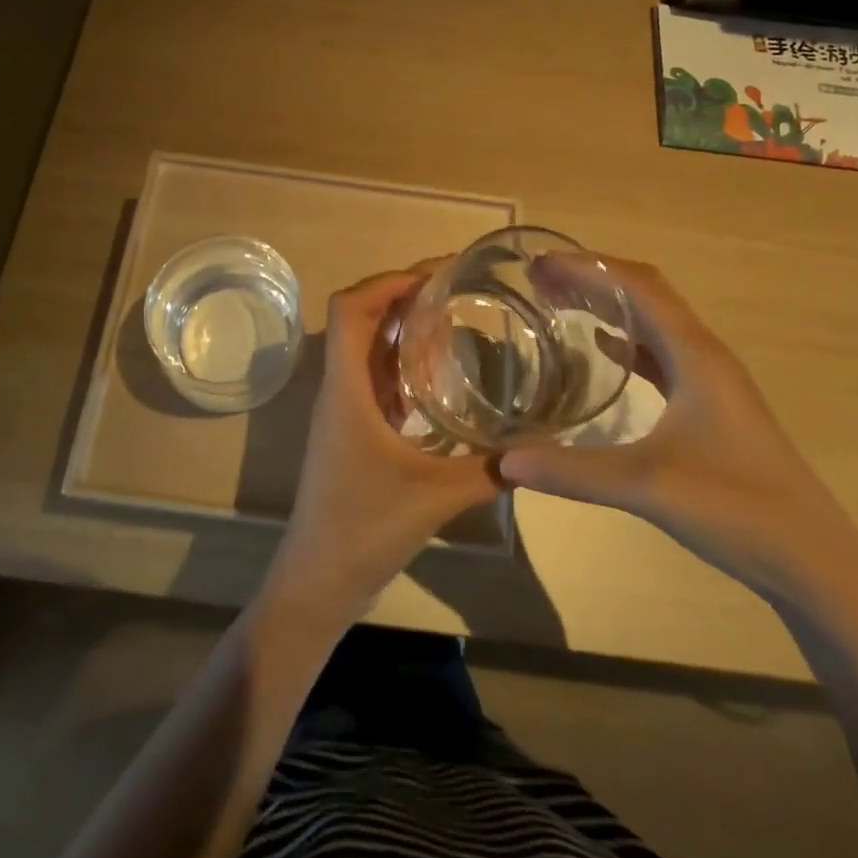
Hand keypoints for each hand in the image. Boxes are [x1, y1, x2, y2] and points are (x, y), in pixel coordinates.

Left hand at [261, 270, 503, 629]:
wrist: (317, 582)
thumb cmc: (363, 530)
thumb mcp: (434, 498)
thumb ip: (488, 470)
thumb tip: (540, 446)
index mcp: (346, 390)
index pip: (351, 310)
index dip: (387, 282)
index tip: (434, 275)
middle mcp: (339, 389)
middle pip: (359, 319)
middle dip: (401, 295)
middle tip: (453, 288)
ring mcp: (342, 411)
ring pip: (366, 348)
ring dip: (400, 326)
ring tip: (450, 316)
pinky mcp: (351, 431)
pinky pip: (373, 378)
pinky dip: (401, 363)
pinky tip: (438, 373)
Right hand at [501, 254, 857, 603]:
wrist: (816, 562)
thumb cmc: (738, 510)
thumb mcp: (647, 487)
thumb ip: (573, 471)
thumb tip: (503, 461)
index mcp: (694, 355)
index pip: (637, 286)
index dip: (587, 267)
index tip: (539, 262)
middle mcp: (703, 355)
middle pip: (644, 294)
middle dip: (592, 278)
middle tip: (538, 278)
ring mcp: (710, 380)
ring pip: (652, 322)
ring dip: (608, 304)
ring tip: (559, 301)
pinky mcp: (709, 405)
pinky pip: (660, 353)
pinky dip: (625, 339)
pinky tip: (601, 347)